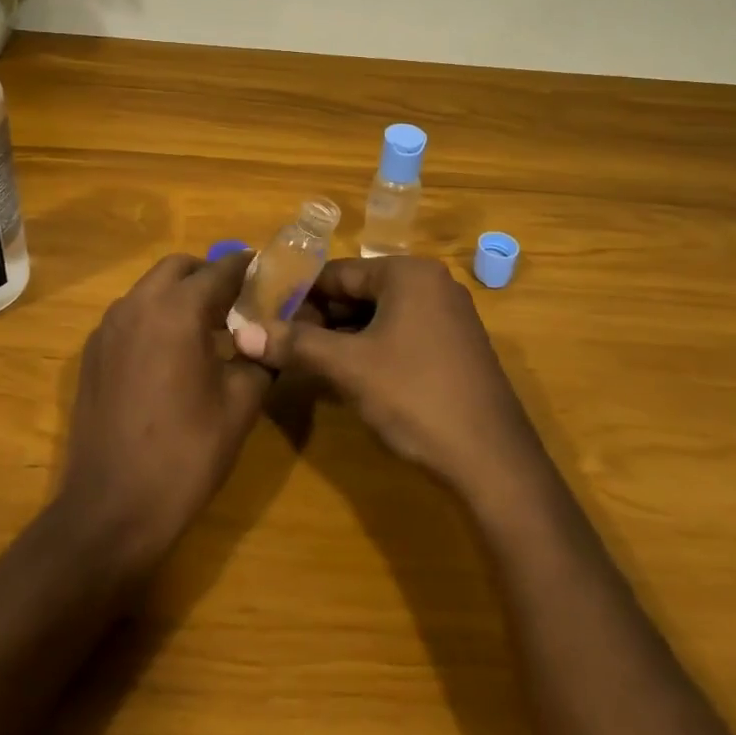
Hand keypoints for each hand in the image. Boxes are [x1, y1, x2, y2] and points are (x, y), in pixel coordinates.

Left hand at [55, 251, 270, 571]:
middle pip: (178, 268)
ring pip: (150, 289)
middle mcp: (137, 306)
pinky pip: (130, 316)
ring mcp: (108, 329)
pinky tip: (172, 353)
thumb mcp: (240, 405)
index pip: (220, 270)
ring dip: (179, 294)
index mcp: (177, 311)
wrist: (113, 509)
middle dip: (209, 275)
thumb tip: (267, 337)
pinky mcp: (92, 354)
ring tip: (207, 328)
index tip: (267, 271)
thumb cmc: (186, 454)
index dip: (247, 267)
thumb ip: (259, 357)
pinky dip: (155, 317)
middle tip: (237, 301)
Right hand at [242, 256, 542, 498]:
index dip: (298, 296)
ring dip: (341, 337)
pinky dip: (370, 350)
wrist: (492, 462)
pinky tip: (347, 376)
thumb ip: (295, 345)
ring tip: (306, 363)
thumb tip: (242, 332)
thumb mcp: (348, 368)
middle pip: (358, 292)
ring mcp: (448, 317)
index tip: (264, 318)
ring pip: (378, 317)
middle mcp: (432, 284)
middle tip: (282, 346)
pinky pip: (400, 335)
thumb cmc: (415, 397)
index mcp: (408, 273)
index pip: (337, 272)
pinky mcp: (454, 348)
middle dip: (319, 319)